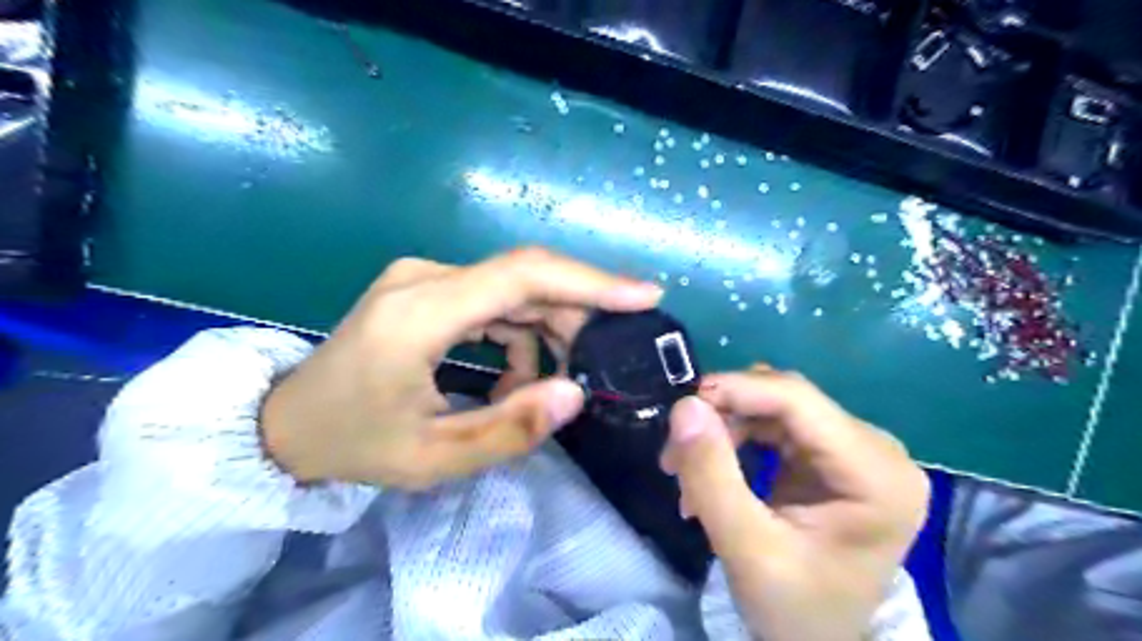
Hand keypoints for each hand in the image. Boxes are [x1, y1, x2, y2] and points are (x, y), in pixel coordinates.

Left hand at [262, 248, 665, 487]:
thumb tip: (576, 393)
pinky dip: (518, 333)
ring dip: (545, 331)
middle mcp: (424, 278)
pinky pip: (492, 299)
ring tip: (544, 385)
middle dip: (574, 319)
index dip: (590, 281)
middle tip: (596, 366)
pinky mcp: (426, 288)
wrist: (287, 422)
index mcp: (420, 314)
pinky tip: (512, 374)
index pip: (522, 276)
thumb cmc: (356, 443)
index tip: (644, 296)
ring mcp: (423, 278)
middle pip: (524, 280)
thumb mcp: (434, 458)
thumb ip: (509, 429)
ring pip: (513, 289)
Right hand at [661, 364, 926, 640]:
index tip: (680, 407)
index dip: (735, 390)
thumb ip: (711, 475)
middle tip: (674, 454)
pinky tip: (711, 473)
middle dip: (722, 418)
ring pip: (772, 408)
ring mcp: (854, 449)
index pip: (798, 401)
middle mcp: (875, 449)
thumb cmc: (795, 609)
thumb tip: (685, 405)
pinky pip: (773, 425)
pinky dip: (734, 441)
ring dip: (723, 430)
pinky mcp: (830, 454)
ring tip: (686, 473)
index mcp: (877, 474)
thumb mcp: (746, 549)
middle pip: (784, 400)